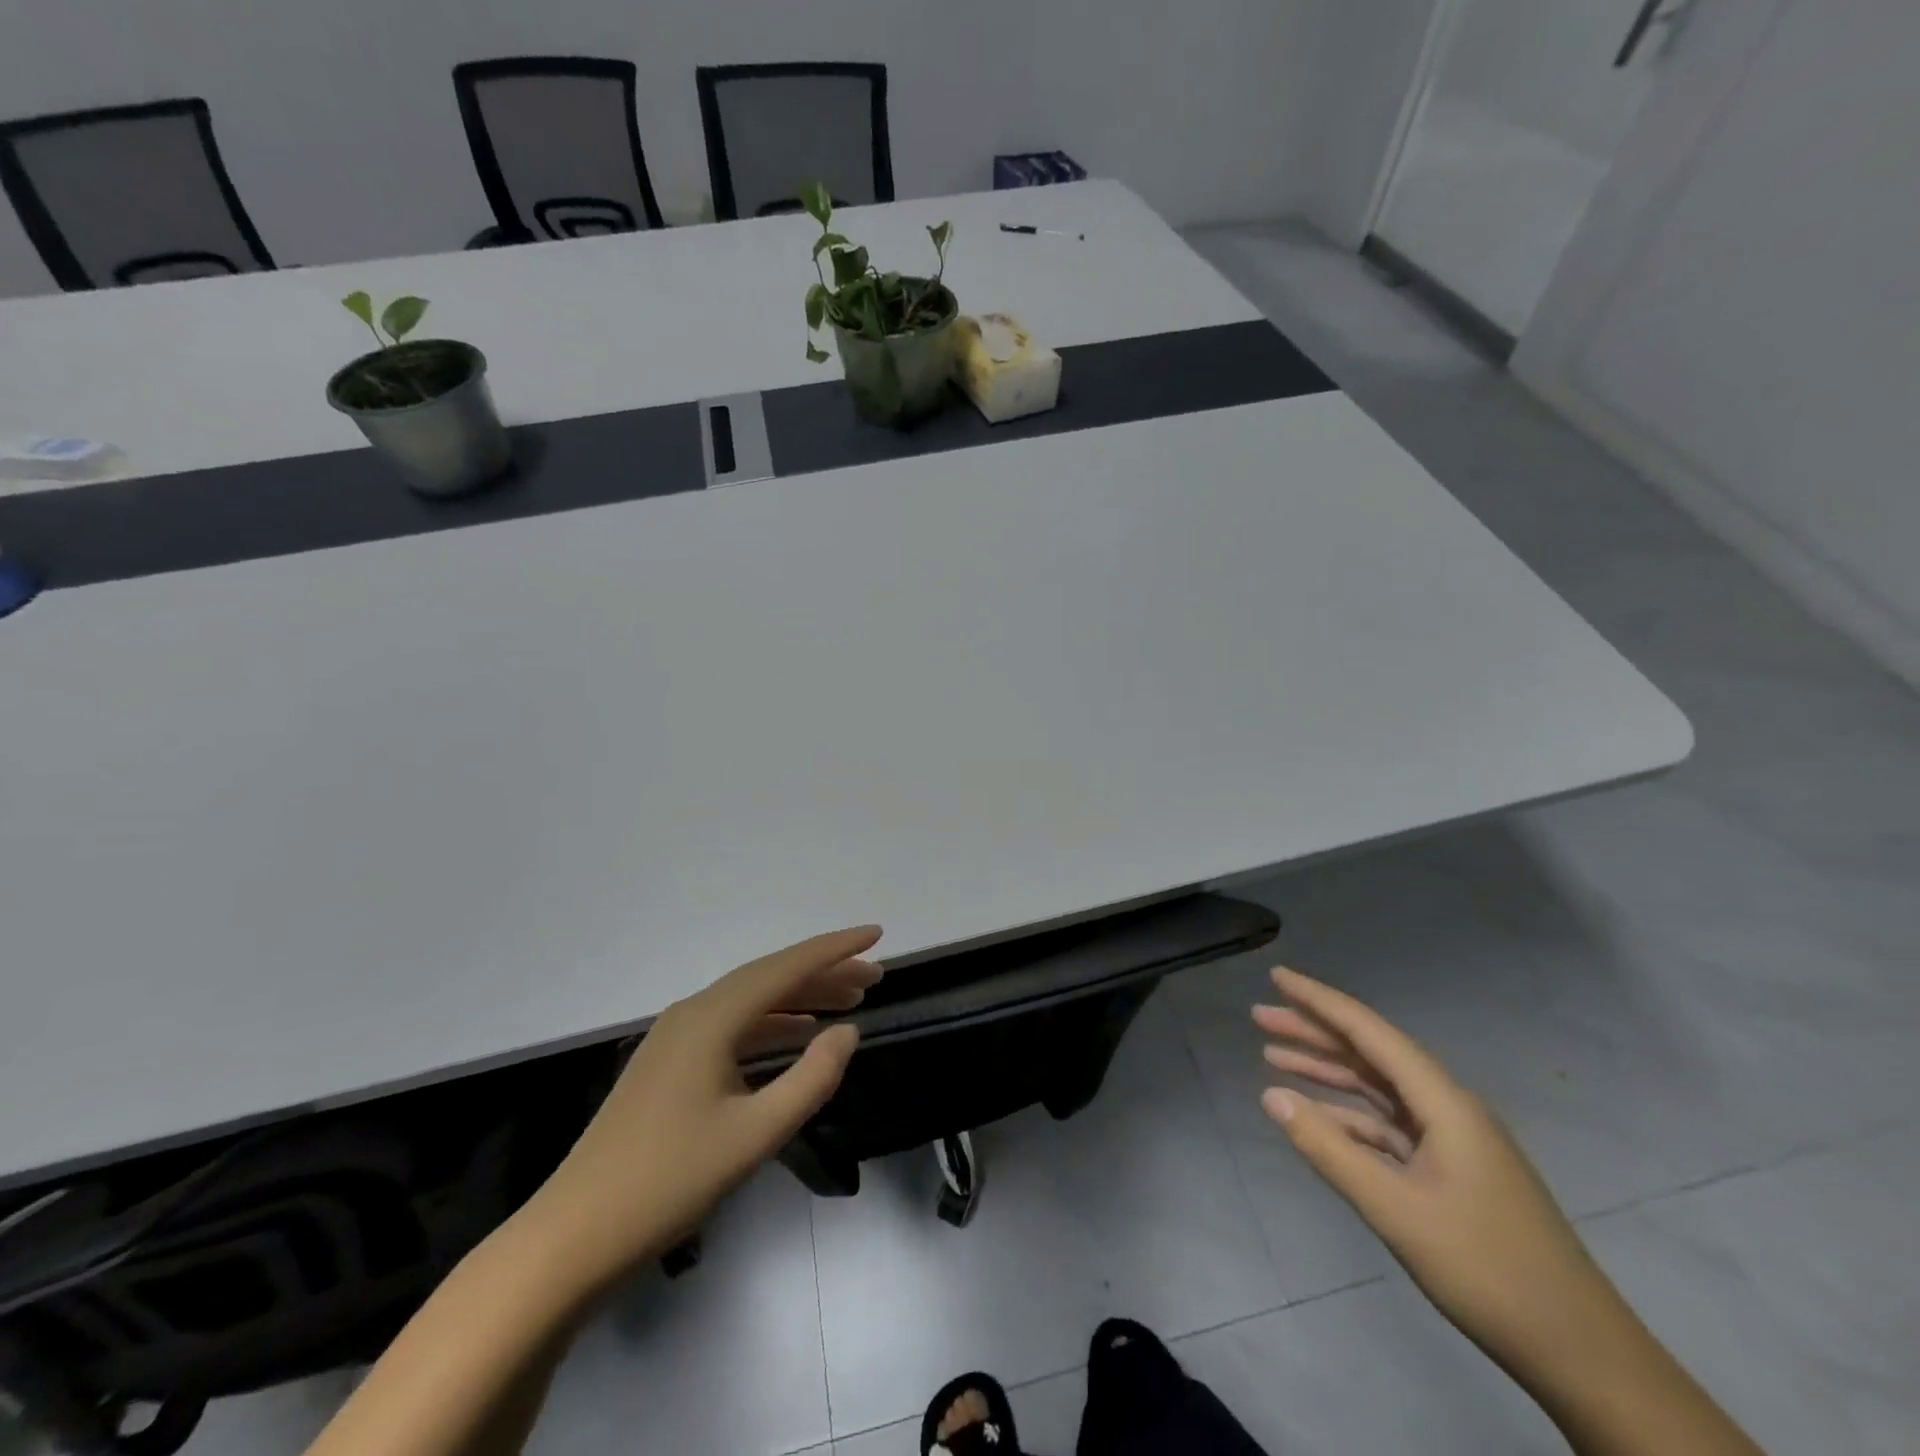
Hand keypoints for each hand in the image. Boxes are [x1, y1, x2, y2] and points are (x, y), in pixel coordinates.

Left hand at [525, 926, 882, 1294]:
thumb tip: (848, 1031)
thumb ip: (811, 1078)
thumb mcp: (754, 1135)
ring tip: (849, 1001)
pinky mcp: (670, 1064)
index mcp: (711, 1019)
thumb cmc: (668, 1182)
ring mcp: (677, 1038)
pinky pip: (733, 1026)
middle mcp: (693, 1013)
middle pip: (770, 978)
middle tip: (874, 977)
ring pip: (752, 1001)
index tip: (878, 934)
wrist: (573, 1237)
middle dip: (824, 972)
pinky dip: (773, 1024)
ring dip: (801, 998)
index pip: (786, 968)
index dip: (835, 949)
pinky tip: (798, 1034)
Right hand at [1253, 967, 1623, 1382]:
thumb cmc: (1488, 1272)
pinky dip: (1348, 1114)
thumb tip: (1271, 1096)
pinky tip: (1315, 1116)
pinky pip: (1389, 1124)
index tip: (1277, 977)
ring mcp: (1453, 1139)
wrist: (1582, 1354)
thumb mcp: (1397, 1211)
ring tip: (1272, 1056)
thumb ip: (1330, 1149)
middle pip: (1371, 1053)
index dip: (1321, 1001)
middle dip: (1314, 1032)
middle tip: (1259, 1017)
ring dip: (1327, 1070)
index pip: (1370, 1032)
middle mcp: (1449, 1107)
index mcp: (1444, 1103)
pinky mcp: (1452, 1169)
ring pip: (1378, 1087)